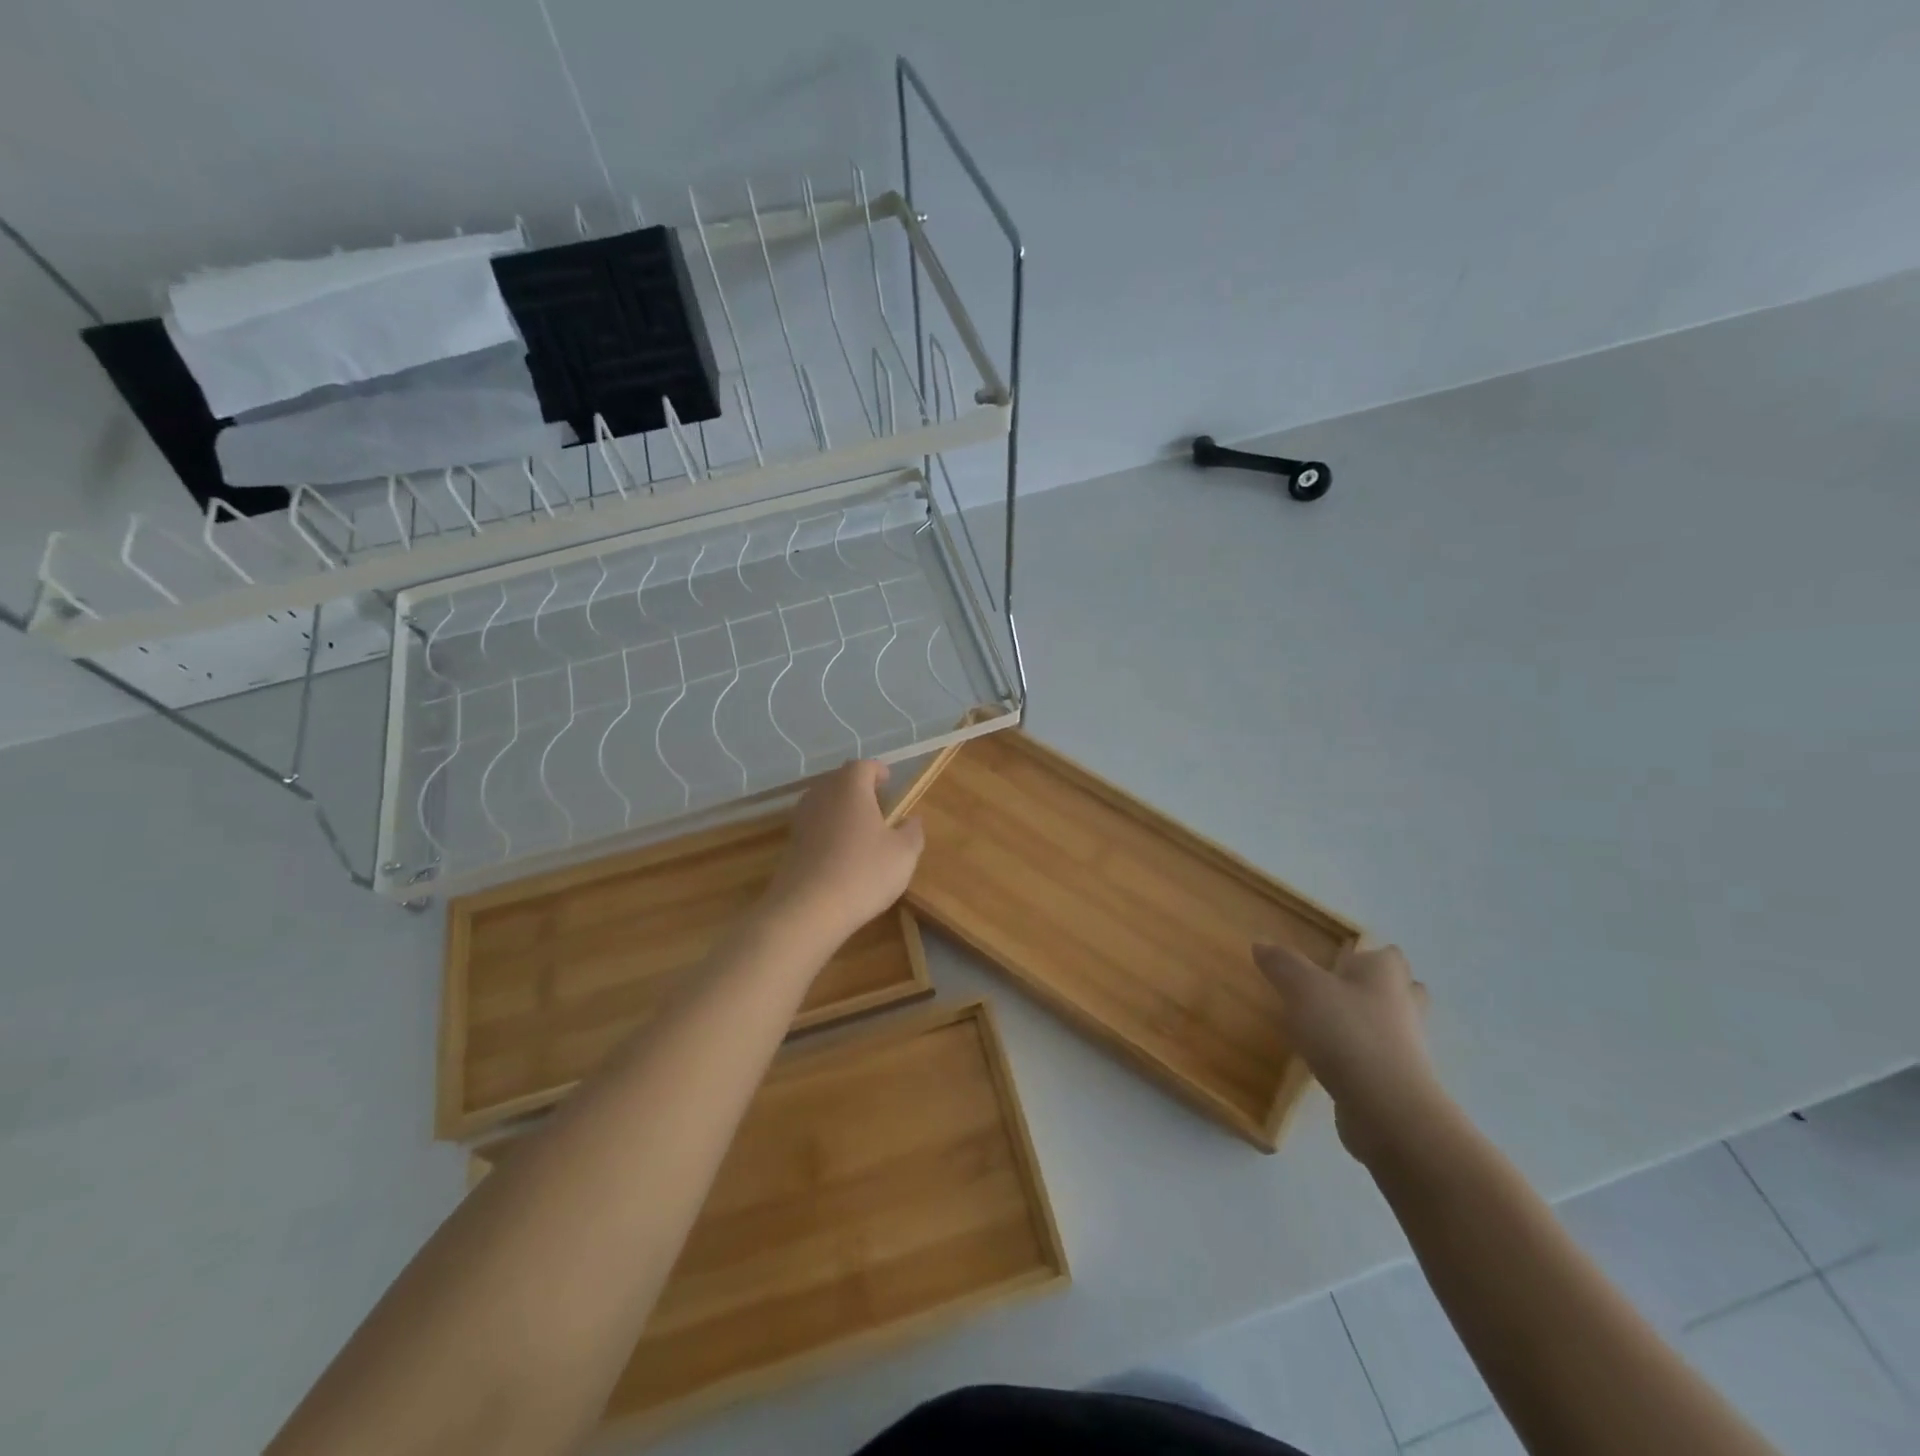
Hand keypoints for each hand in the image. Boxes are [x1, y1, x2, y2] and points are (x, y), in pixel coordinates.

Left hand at [763, 760, 925, 948]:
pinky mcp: (791, 844)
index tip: (889, 781)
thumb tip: (912, 820)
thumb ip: (912, 831)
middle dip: (858, 787)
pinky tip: (841, 852)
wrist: (807, 909)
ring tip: (860, 827)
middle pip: (840, 780)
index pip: (863, 766)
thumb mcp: (903, 854)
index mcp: (851, 788)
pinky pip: (814, 825)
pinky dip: (828, 830)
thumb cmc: (863, 872)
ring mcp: (802, 819)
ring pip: (824, 802)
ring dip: (841, 808)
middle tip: (877, 803)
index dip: (877, 771)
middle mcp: (823, 795)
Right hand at [1254, 942, 1443, 1165]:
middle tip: (1341, 992)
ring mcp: (1407, 1050)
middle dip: (1378, 990)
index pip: (1388, 956)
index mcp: (1385, 977)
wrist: (1387, 1110)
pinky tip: (1333, 1063)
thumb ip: (1282, 964)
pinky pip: (1381, 1062)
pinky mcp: (1400, 1085)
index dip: (1368, 956)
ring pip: (1392, 1028)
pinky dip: (1362, 1059)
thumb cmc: (1347, 1033)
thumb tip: (1261, 944)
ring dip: (1369, 1026)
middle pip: (1400, 992)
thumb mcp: (1303, 989)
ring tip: (1330, 1028)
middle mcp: (1404, 1008)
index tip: (1341, 961)